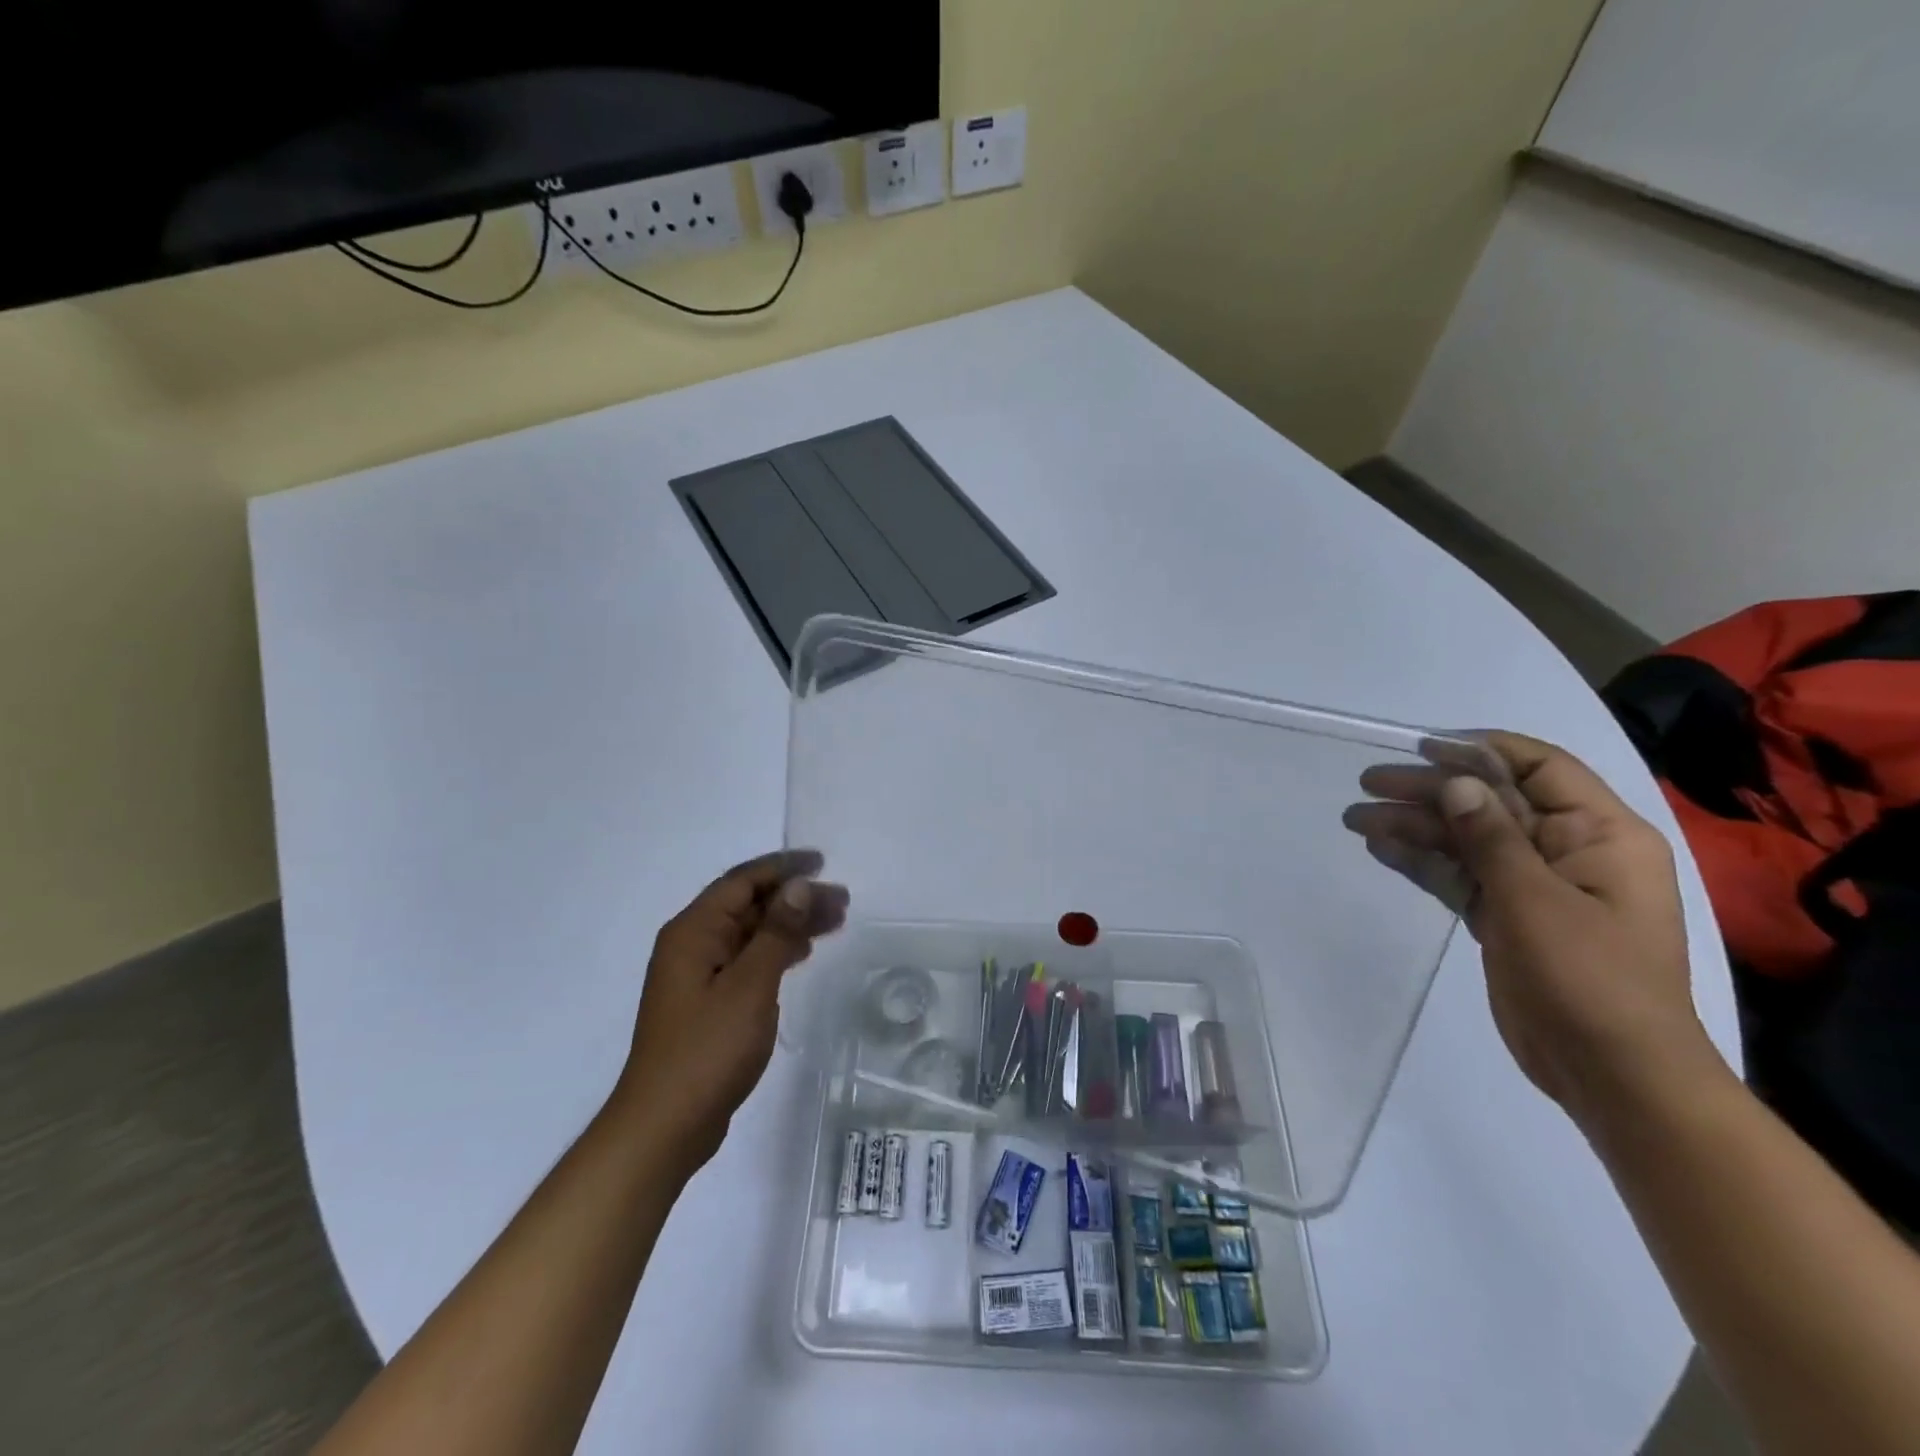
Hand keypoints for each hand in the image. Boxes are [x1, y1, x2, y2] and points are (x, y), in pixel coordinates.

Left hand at [613, 850, 847, 1176]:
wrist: (664, 1126)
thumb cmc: (707, 1050)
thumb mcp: (750, 985)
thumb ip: (776, 932)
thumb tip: (798, 886)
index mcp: (693, 932)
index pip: (742, 881)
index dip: (783, 867)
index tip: (822, 862)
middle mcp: (692, 945)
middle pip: (749, 905)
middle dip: (795, 897)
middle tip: (842, 901)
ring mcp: (698, 975)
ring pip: (751, 933)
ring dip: (790, 923)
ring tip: (835, 922)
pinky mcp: (708, 1002)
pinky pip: (748, 959)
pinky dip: (777, 950)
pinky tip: (803, 953)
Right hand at [1343, 731, 1719, 1128]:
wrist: (1612, 1074)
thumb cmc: (1589, 979)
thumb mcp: (1536, 901)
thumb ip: (1491, 837)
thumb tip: (1456, 782)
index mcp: (1600, 834)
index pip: (1539, 767)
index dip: (1480, 750)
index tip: (1421, 747)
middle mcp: (1568, 850)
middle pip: (1490, 802)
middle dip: (1429, 790)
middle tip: (1368, 784)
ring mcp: (1536, 885)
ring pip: (1466, 839)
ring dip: (1414, 826)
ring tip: (1356, 819)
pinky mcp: (1509, 917)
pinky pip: (1460, 875)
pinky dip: (1422, 861)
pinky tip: (1381, 848)